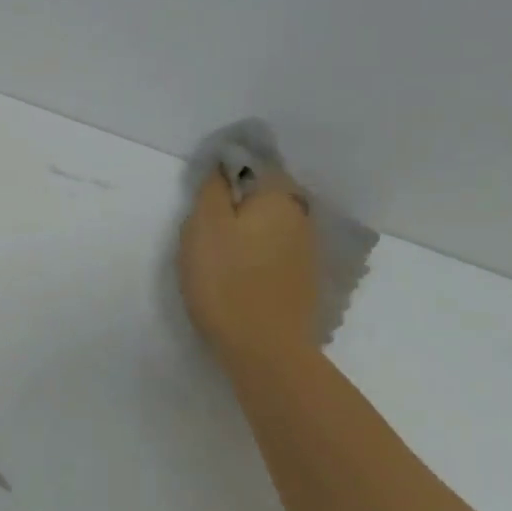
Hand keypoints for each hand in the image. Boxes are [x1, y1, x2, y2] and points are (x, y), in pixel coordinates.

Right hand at [178, 169, 319, 368]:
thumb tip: (221, 166)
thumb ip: (212, 189)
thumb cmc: (226, 280)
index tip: (204, 190)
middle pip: (266, 193)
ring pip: (273, 223)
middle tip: (206, 221)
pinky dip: (259, 251)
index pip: (254, 162)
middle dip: (239, 199)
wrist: (264, 347)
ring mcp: (307, 249)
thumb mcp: (204, 226)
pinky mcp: (304, 278)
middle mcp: (301, 216)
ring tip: (220, 248)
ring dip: (250, 227)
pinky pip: (278, 250)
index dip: (226, 169)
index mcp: (278, 196)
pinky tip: (241, 270)